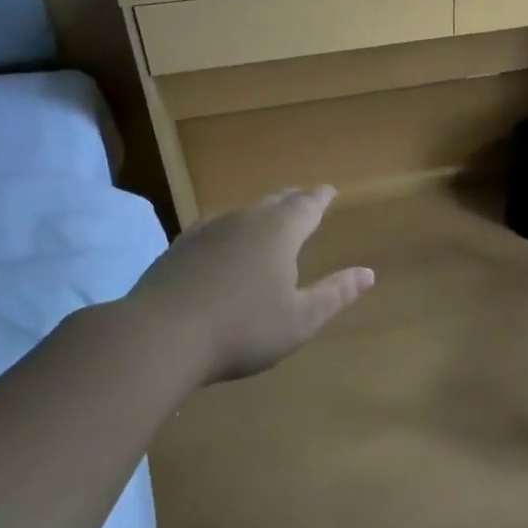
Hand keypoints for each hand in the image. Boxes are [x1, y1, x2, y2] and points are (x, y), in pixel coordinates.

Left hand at [127, 186, 372, 382]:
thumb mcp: (300, 319)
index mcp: (278, 232)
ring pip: (241, 213)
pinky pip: (214, 229)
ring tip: (267, 220)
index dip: (320, 198)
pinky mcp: (178, 249)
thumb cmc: (242, 329)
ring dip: (259, 214)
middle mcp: (243, 221)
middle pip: (274, 202)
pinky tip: (223, 244)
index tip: (329, 190)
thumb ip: (335, 294)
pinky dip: (229, 232)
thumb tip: (368, 273)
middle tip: (303, 198)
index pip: (306, 205)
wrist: (159, 336)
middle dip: (292, 200)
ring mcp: (206, 231)